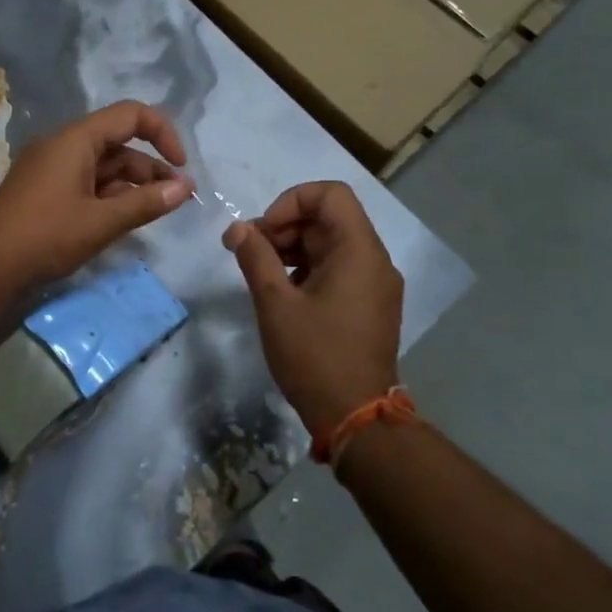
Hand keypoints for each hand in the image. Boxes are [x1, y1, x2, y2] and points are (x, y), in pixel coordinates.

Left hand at [0, 101, 192, 292]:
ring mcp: (51, 168)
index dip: (163, 133)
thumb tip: (185, 188)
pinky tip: (125, 218)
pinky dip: (110, 195)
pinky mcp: (45, 191)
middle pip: (118, 143)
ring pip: (104, 166)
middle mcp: (63, 145)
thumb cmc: (46, 236)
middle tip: (178, 198)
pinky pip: (87, 182)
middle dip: (151, 167)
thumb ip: (146, 202)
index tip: (182, 166)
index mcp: (75, 139)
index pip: (130, 115)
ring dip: (133, 184)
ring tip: (158, 210)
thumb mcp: (102, 221)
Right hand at [223, 182, 402, 436]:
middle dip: (284, 227)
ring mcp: (375, 284)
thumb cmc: (314, 356)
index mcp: (359, 251)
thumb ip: (255, 257)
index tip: (264, 232)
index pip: (330, 194)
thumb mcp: (275, 303)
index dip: (290, 202)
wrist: (356, 417)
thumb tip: (236, 229)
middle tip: (248, 251)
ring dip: (292, 248)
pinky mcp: (370, 305)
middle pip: (329, 218)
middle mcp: (374, 260)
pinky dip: (307, 269)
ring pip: (331, 244)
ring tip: (259, 271)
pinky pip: (338, 269)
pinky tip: (282, 293)